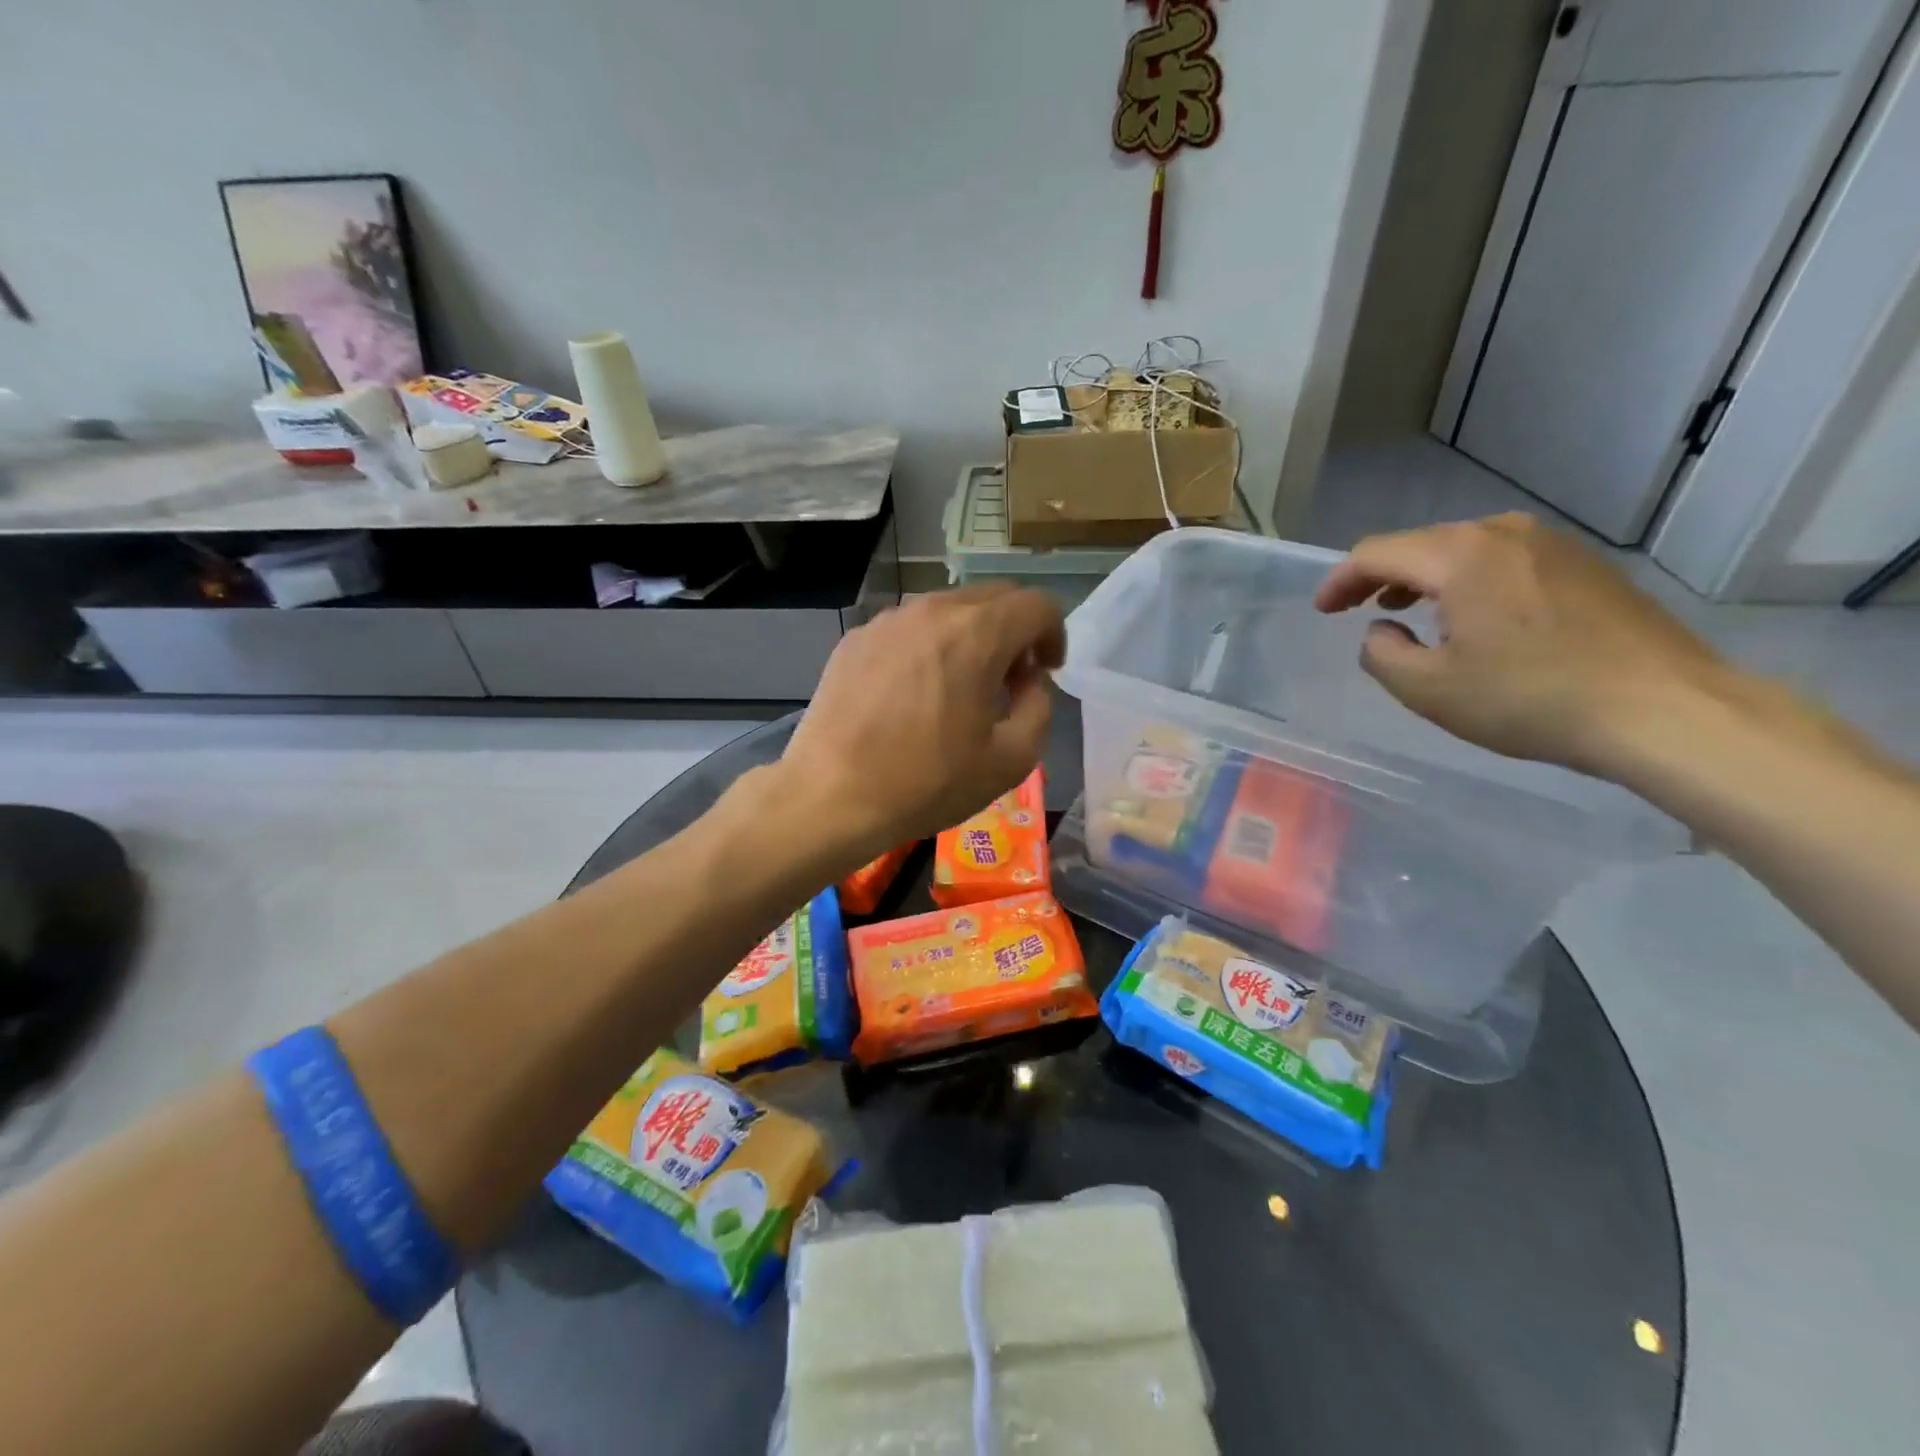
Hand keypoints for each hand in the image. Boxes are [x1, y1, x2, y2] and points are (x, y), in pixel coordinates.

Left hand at [775, 582, 1065, 863]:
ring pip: (948, 609)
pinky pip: (908, 628)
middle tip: (1009, 679)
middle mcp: (932, 611)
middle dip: (1015, 630)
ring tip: (960, 686)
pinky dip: (928, 647)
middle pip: (994, 597)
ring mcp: (887, 621)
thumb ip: (1039, 708)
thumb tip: (1030, 681)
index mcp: (977, 633)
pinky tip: (913, 693)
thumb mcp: (1010, 760)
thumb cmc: (927, 783)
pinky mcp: (855, 638)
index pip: (1037, 604)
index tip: (1046, 671)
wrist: (831, 796)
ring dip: (971, 636)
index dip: (1054, 634)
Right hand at [1313, 513, 1728, 775]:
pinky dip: (1470, 582)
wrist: (1666, 709)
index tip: (1322, 611)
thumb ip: (1382, 655)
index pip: (1377, 552)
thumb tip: (1382, 630)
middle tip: (1357, 609)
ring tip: (1409, 610)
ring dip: (1426, 577)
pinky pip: (1505, 562)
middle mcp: (1505, 534)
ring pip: (1465, 550)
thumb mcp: (1429, 689)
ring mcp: (1553, 545)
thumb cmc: (1531, 698)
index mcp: (1461, 555)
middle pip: (1421, 544)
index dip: (1340, 580)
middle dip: (1380, 576)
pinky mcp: (1586, 566)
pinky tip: (1474, 617)